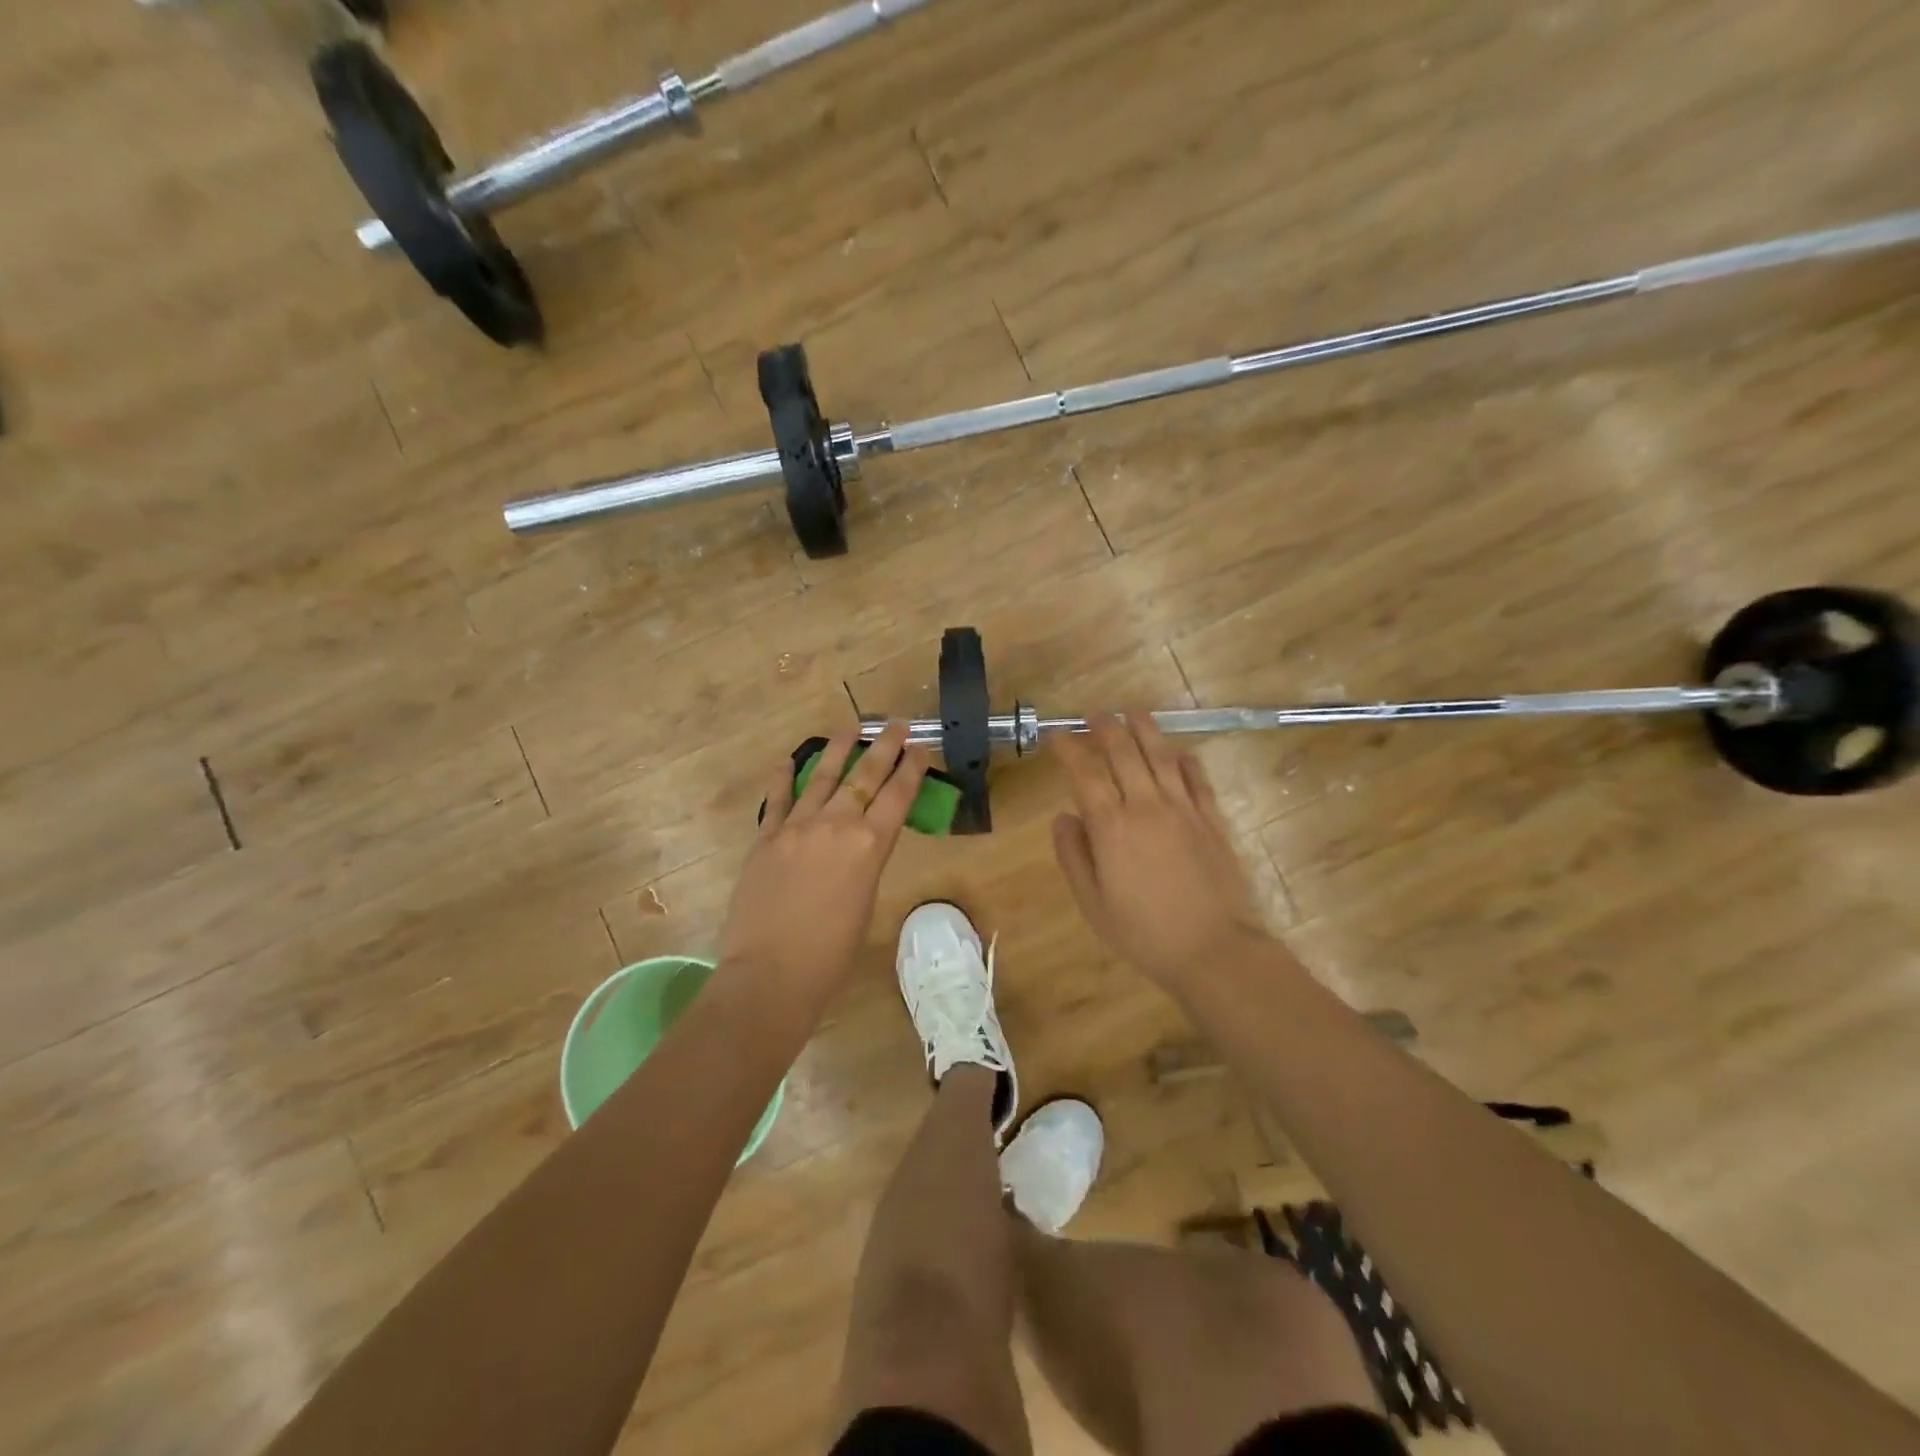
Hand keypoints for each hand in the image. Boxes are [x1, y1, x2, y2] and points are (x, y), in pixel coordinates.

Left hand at [717, 723, 929, 1004]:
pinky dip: (785, 778)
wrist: (770, 974)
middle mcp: (835, 825)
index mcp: (869, 846)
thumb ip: (865, 864)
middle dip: (884, 747)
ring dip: (838, 750)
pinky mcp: (765, 838)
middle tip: (896, 725)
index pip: (897, 796)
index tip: (920, 748)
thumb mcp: (865, 903)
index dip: (912, 769)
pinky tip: (790, 761)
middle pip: (864, 776)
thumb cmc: (830, 954)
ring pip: (822, 777)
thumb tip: (860, 846)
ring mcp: (796, 828)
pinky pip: (778, 800)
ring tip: (850, 728)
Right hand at [1051, 714, 1268, 987]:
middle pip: (1124, 752)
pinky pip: (1197, 778)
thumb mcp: (1092, 902)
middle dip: (1105, 728)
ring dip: (1145, 729)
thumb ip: (1073, 855)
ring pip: (1161, 755)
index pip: (1084, 773)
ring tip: (1133, 712)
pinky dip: (1184, 759)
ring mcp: (1184, 809)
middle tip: (1094, 715)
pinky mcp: (1212, 819)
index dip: (1067, 749)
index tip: (1056, 736)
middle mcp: (1146, 806)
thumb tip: (1064, 817)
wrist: (1212, 948)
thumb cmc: (1143, 931)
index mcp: (1111, 826)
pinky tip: (1178, 751)